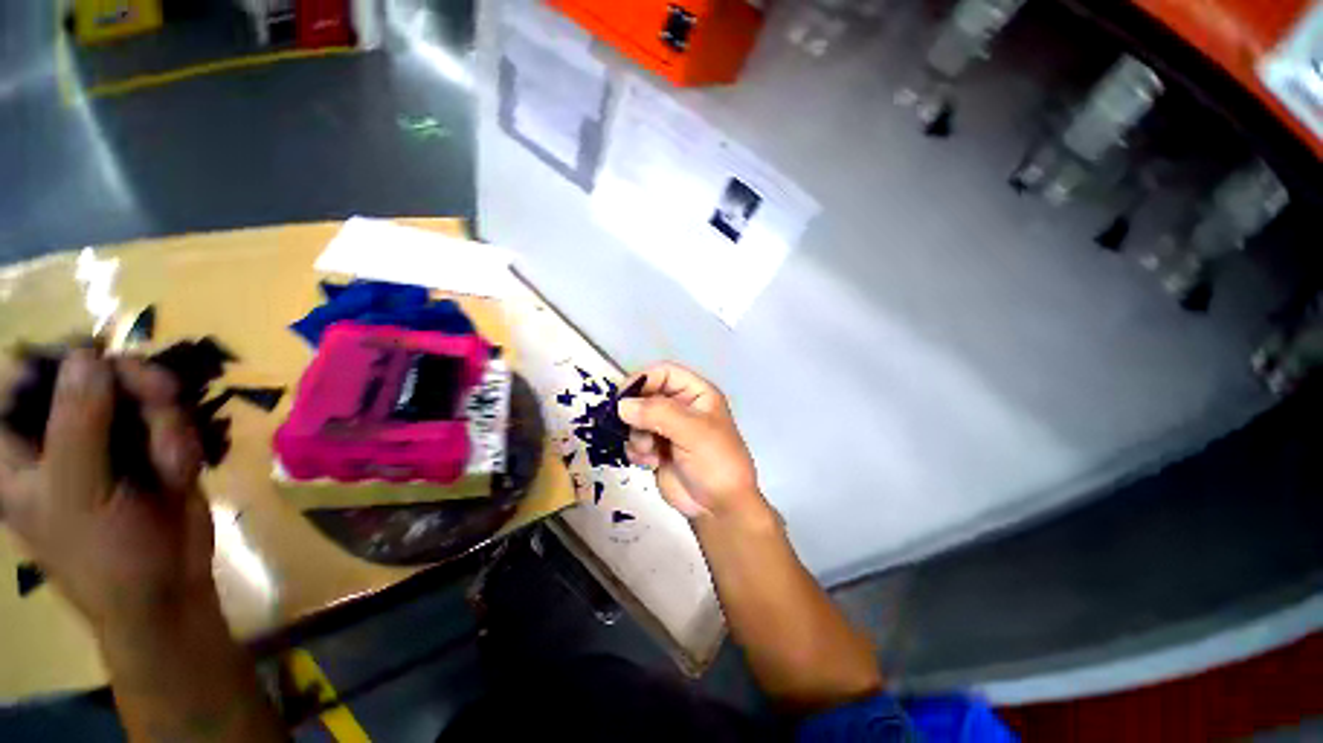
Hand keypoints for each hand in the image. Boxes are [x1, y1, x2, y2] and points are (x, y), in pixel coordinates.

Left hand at [0, 350, 212, 634]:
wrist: (169, 589)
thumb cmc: (105, 556)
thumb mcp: (80, 495)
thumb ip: (77, 425)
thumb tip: (87, 355)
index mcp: (17, 452)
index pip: (17, 380)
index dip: (51, 360)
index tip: (94, 357)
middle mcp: (59, 436)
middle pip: (87, 375)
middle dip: (127, 384)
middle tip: (159, 396)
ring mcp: (107, 440)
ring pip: (136, 392)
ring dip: (163, 416)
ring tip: (172, 461)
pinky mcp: (149, 445)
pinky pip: (169, 418)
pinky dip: (181, 438)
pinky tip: (180, 471)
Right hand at [618, 363, 768, 524]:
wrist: (719, 507)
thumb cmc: (715, 461)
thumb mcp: (692, 431)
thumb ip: (658, 413)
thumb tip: (622, 405)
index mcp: (696, 393)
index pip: (664, 373)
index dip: (643, 380)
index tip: (623, 397)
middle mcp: (680, 407)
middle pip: (645, 395)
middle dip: (637, 413)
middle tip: (635, 429)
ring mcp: (667, 428)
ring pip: (636, 419)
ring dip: (636, 435)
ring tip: (649, 451)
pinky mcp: (656, 449)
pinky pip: (634, 440)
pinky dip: (636, 450)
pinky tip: (650, 463)